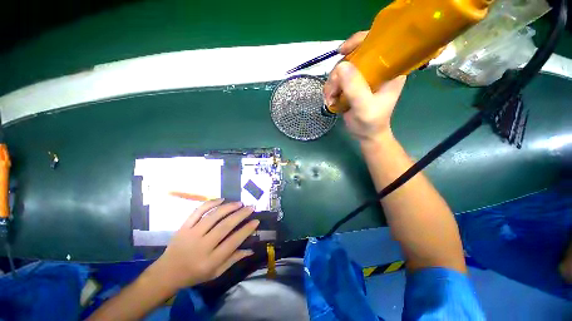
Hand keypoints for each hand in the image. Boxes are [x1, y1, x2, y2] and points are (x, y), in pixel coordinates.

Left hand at [149, 199, 258, 289]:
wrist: (166, 273)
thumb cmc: (194, 275)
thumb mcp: (216, 273)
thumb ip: (233, 260)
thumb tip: (251, 249)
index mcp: (211, 260)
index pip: (233, 242)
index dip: (246, 230)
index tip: (256, 221)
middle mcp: (202, 246)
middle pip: (225, 226)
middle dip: (241, 215)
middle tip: (251, 208)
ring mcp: (191, 234)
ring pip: (213, 216)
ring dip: (228, 207)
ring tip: (239, 203)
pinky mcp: (184, 227)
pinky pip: (198, 211)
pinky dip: (210, 203)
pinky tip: (221, 199)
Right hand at [324, 31, 406, 142]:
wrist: (366, 134)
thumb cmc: (370, 122)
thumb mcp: (364, 107)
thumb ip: (355, 88)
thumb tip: (341, 66)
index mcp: (390, 69)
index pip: (378, 43)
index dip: (359, 41)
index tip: (342, 51)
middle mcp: (377, 69)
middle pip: (354, 56)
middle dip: (339, 72)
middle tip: (332, 89)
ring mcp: (363, 77)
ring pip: (342, 68)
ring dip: (332, 82)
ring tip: (330, 98)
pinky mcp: (353, 85)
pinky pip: (338, 79)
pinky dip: (331, 87)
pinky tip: (330, 98)